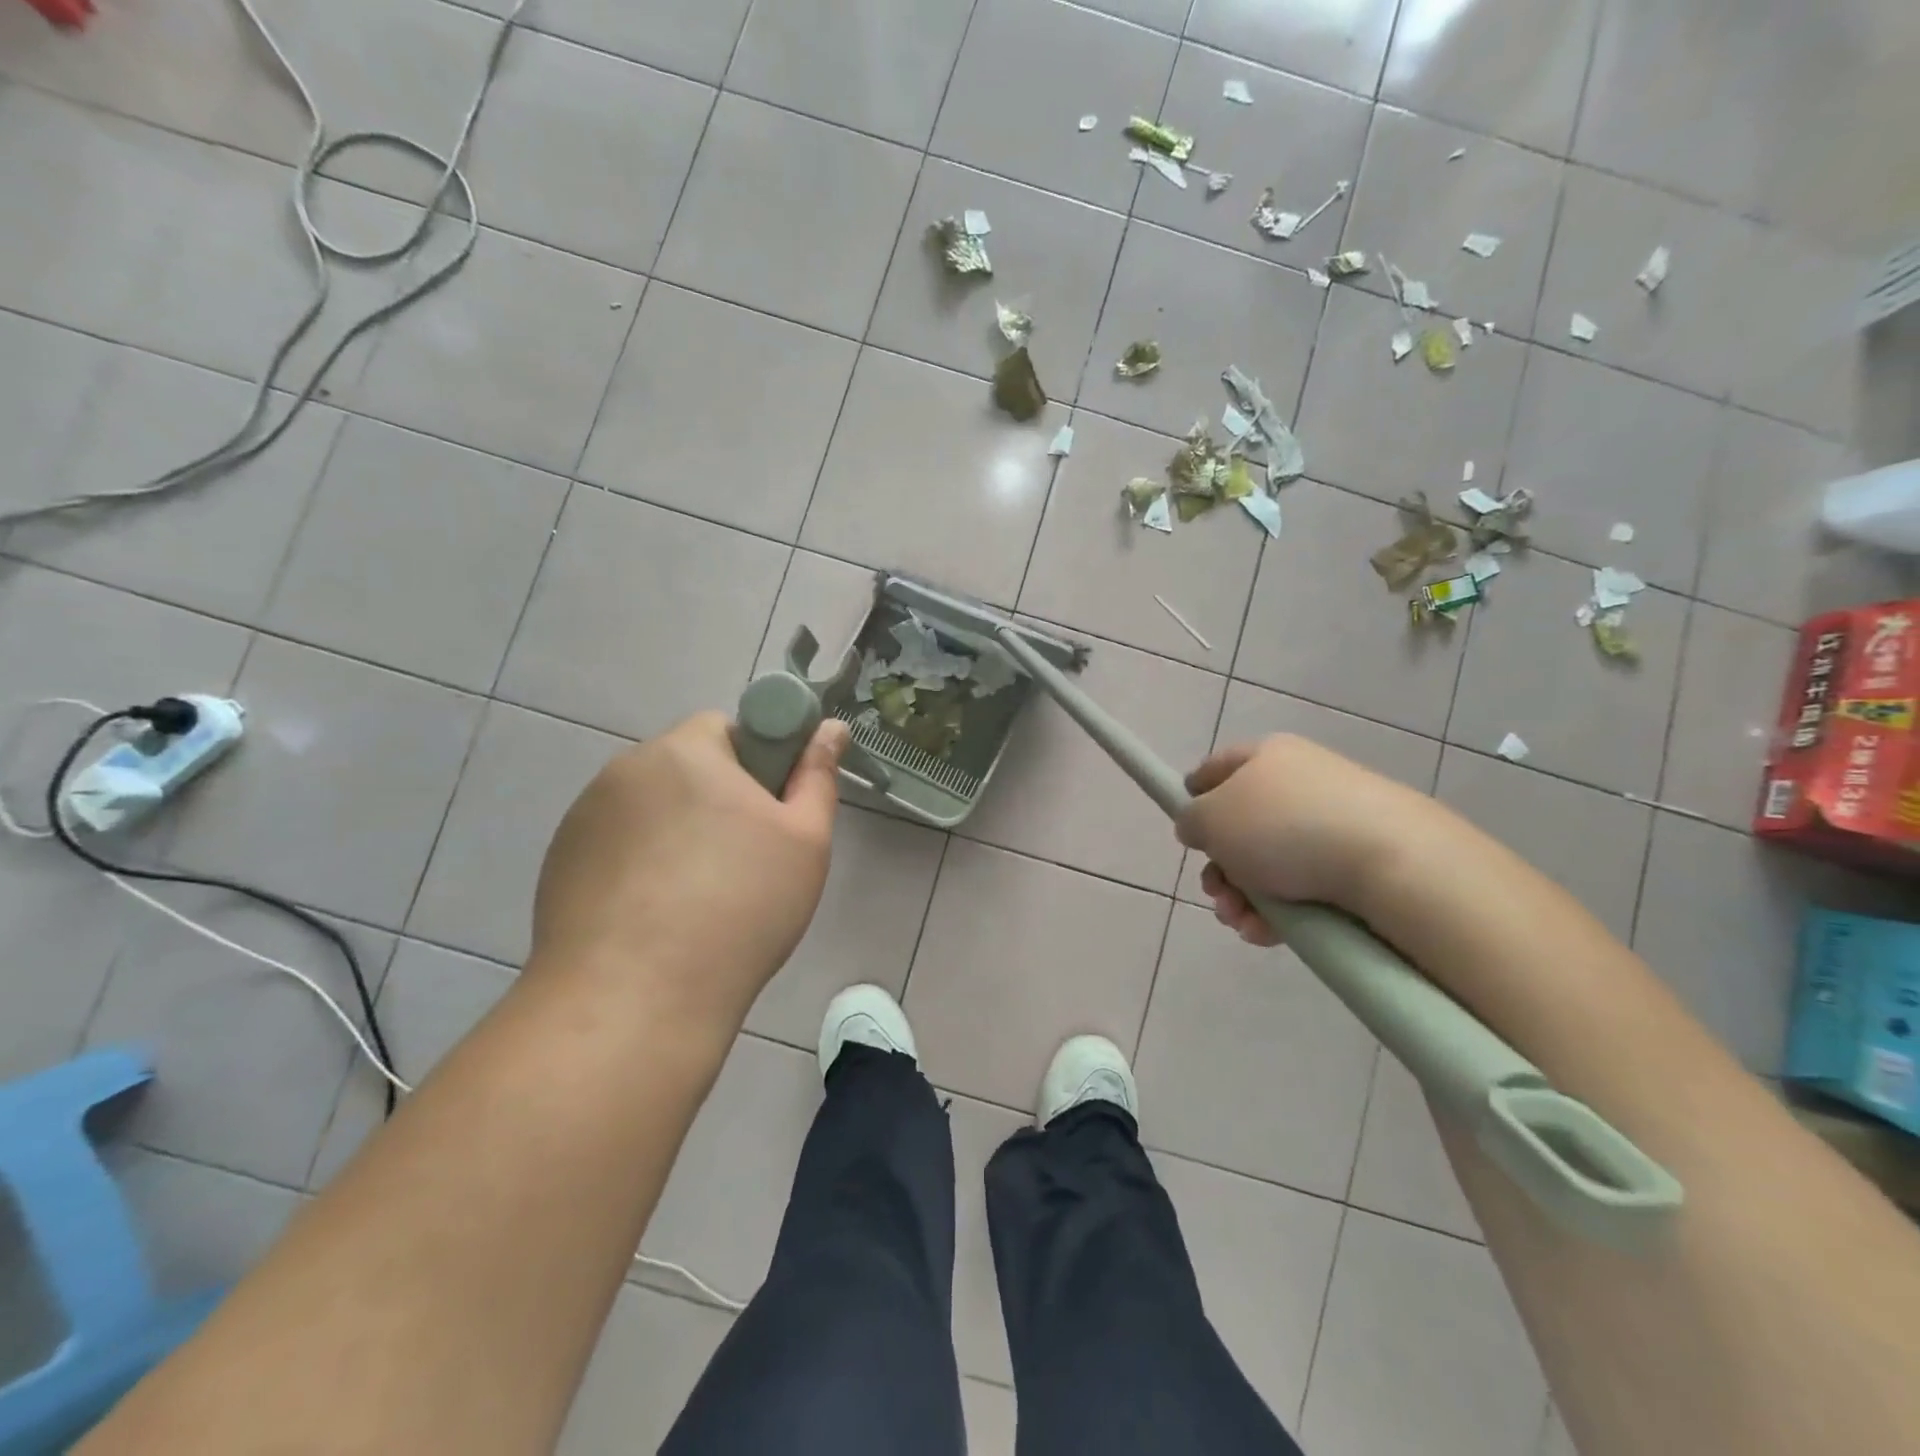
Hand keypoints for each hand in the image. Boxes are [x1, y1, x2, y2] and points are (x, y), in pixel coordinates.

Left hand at [530, 711, 849, 1026]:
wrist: (635, 1000)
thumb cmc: (740, 908)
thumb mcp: (804, 841)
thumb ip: (817, 775)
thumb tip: (829, 728)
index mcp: (685, 751)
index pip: (726, 727)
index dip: (756, 763)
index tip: (767, 815)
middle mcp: (625, 770)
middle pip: (685, 768)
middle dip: (715, 800)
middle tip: (743, 861)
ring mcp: (584, 818)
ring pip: (649, 809)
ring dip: (674, 832)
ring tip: (696, 899)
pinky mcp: (559, 863)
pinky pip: (615, 846)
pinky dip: (638, 865)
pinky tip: (653, 918)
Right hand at [1176, 735, 1445, 945]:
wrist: (1392, 862)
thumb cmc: (1284, 828)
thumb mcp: (1211, 819)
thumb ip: (1191, 820)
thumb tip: (1199, 827)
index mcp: (1266, 756)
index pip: (1217, 767)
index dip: (1193, 794)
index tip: (1185, 829)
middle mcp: (1301, 782)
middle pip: (1242, 826)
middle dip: (1220, 867)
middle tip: (1215, 893)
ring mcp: (1333, 822)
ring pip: (1269, 863)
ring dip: (1243, 897)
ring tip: (1240, 922)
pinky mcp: (1358, 862)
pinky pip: (1304, 886)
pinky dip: (1279, 912)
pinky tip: (1266, 933)